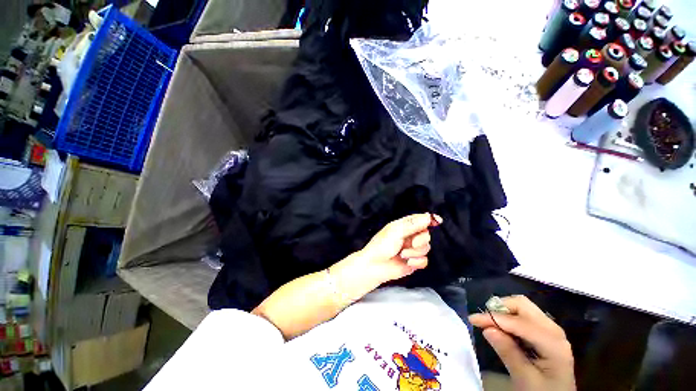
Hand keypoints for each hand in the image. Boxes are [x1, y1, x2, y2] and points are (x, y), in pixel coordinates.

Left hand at [354, 213, 441, 284]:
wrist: (375, 266)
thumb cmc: (381, 246)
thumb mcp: (396, 232)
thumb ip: (412, 225)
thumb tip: (428, 216)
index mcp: (403, 226)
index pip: (419, 219)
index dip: (429, 219)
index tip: (437, 221)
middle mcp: (409, 236)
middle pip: (426, 234)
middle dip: (420, 240)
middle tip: (411, 243)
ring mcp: (411, 249)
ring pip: (426, 248)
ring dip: (415, 252)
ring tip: (402, 254)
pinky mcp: (413, 262)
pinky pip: (424, 261)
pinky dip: (417, 262)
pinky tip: (408, 262)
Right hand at [469, 296, 575, 390]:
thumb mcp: (525, 379)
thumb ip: (508, 353)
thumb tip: (487, 329)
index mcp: (553, 343)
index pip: (519, 322)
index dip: (494, 318)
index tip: (472, 320)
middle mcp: (553, 330)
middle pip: (522, 305)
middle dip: (499, 308)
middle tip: (483, 319)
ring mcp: (550, 329)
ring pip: (522, 307)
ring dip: (503, 311)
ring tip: (490, 323)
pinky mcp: (544, 331)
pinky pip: (524, 315)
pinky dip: (509, 317)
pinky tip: (503, 329)